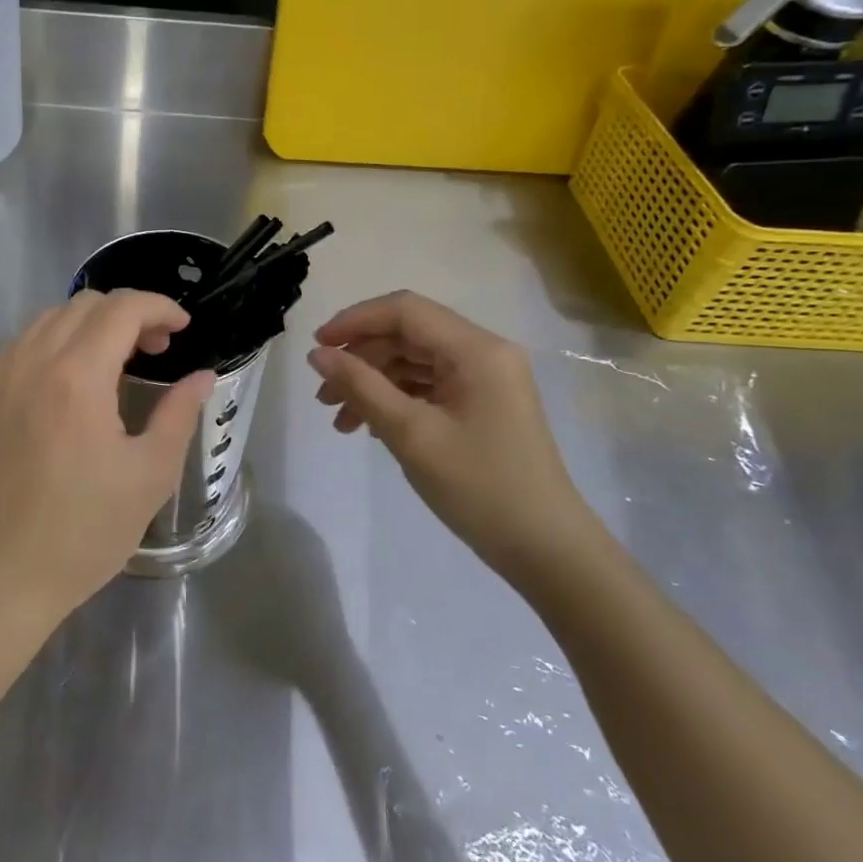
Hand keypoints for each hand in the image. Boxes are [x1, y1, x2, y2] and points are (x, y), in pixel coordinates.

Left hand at [0, 289, 214, 630]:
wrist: (2, 578)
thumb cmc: (85, 532)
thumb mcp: (149, 475)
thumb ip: (179, 413)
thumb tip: (202, 376)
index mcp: (77, 378)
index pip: (122, 309)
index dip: (160, 307)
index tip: (183, 328)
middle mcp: (34, 363)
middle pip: (86, 304)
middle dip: (130, 313)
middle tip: (157, 348)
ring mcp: (1, 378)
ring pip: (50, 317)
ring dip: (92, 323)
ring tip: (117, 360)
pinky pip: (24, 343)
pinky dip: (57, 340)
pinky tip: (73, 378)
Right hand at [307, 291, 597, 577]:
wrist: (546, 550)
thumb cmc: (479, 488)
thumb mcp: (411, 434)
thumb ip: (361, 386)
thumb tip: (317, 355)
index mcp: (476, 349)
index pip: (405, 310)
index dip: (355, 321)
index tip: (317, 348)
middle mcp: (484, 352)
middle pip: (408, 335)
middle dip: (361, 359)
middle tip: (324, 395)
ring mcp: (486, 379)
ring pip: (414, 361)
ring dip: (373, 382)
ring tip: (340, 420)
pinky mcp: (483, 403)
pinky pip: (429, 385)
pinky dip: (396, 399)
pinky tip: (370, 427)